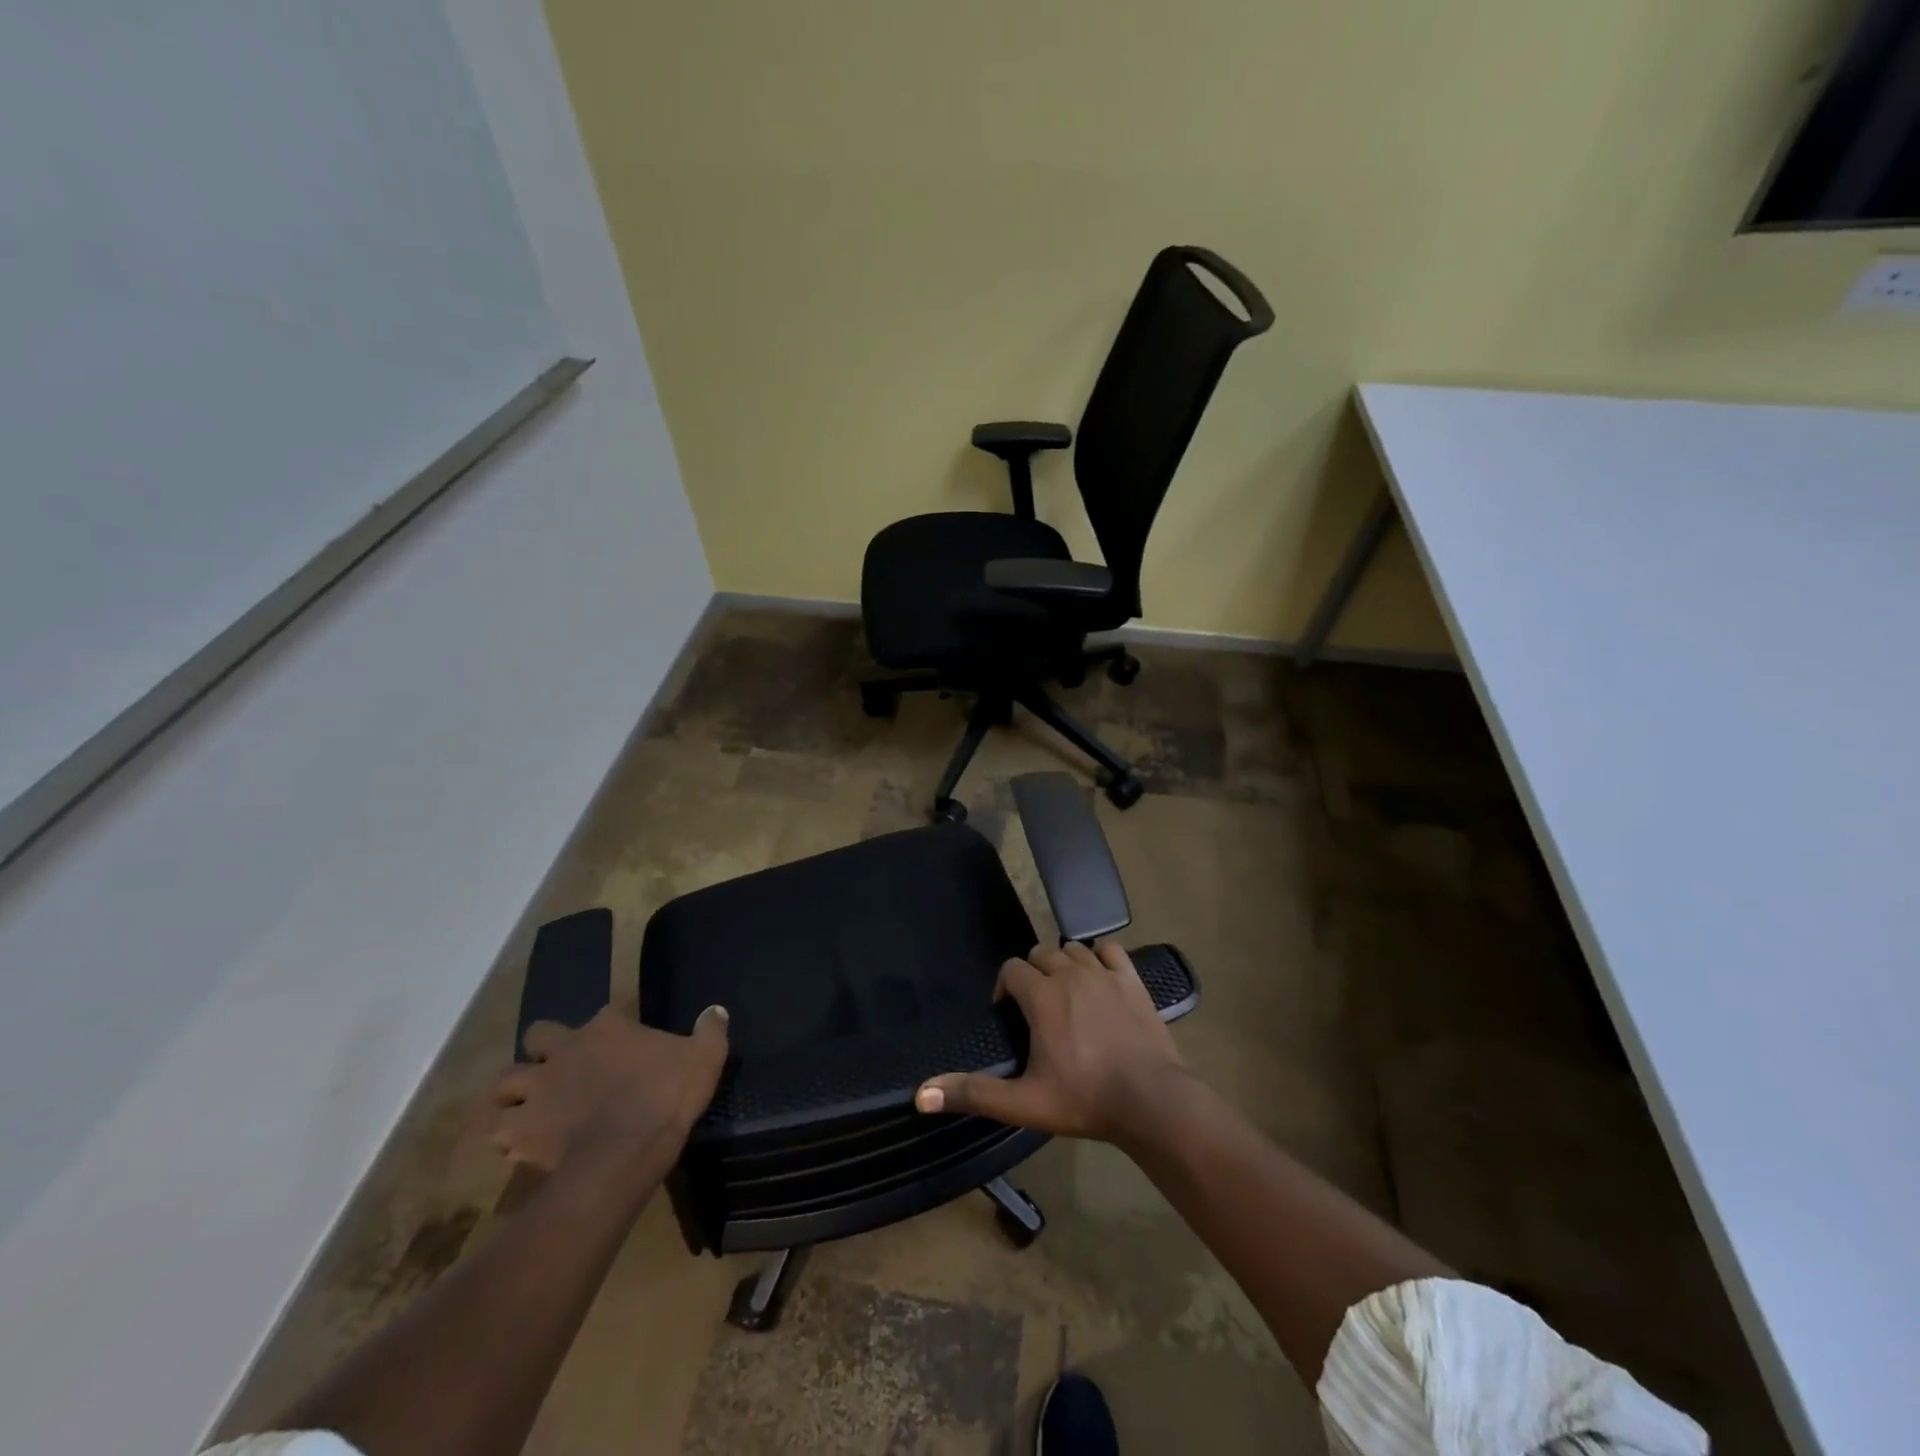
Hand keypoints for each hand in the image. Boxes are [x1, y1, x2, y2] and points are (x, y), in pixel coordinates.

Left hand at [489, 1005, 728, 1175]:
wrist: (627, 1149)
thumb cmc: (667, 1094)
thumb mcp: (705, 1057)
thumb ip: (710, 1031)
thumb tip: (716, 1011)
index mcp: (608, 1027)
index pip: (601, 1016)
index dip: (608, 1030)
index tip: (619, 1048)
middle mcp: (566, 1049)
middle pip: (537, 1036)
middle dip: (542, 1050)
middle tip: (559, 1069)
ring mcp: (539, 1089)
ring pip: (504, 1082)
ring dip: (513, 1092)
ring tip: (529, 1107)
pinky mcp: (522, 1130)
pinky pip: (499, 1130)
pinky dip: (506, 1135)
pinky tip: (521, 1145)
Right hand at [915, 940, 1187, 1143]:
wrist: (1151, 1100)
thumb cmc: (1084, 1099)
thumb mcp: (1023, 1103)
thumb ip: (973, 1094)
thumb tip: (921, 1095)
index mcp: (1042, 996)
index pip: (1012, 969)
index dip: (1005, 987)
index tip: (1009, 1014)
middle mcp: (1070, 973)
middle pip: (1041, 953)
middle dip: (1033, 973)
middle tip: (1037, 1008)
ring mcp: (1104, 973)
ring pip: (1074, 949)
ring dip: (1064, 964)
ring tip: (1065, 995)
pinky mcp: (1132, 979)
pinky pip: (1109, 950)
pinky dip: (1099, 958)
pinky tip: (1099, 980)